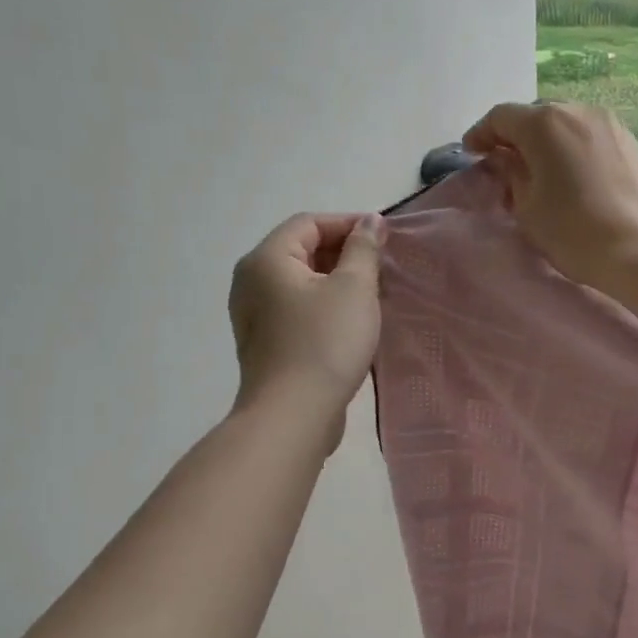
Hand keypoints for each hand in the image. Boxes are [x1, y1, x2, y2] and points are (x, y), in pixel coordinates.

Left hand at [228, 213, 384, 437]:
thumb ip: (363, 249)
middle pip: (302, 250)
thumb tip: (369, 222)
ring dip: (338, 281)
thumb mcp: (354, 288)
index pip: (309, 223)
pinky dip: (325, 304)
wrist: (293, 415)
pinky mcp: (266, 342)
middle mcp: (252, 281)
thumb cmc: (325, 342)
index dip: (349, 224)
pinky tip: (353, 322)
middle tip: (383, 267)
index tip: (385, 238)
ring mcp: (255, 315)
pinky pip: (298, 308)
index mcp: (267, 259)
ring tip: (374, 294)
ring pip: (302, 282)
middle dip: (344, 253)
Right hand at [462, 102, 637, 291]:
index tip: (472, 154)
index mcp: (545, 123)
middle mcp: (578, 111)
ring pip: (566, 125)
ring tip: (539, 171)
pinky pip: (590, 138)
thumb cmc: (575, 232)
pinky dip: (573, 150)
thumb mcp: (528, 208)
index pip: (501, 117)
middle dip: (516, 137)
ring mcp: (610, 124)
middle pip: (536, 117)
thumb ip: (511, 175)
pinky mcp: (631, 142)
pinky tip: (572, 175)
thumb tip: (507, 160)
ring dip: (547, 143)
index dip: (482, 134)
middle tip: (504, 164)